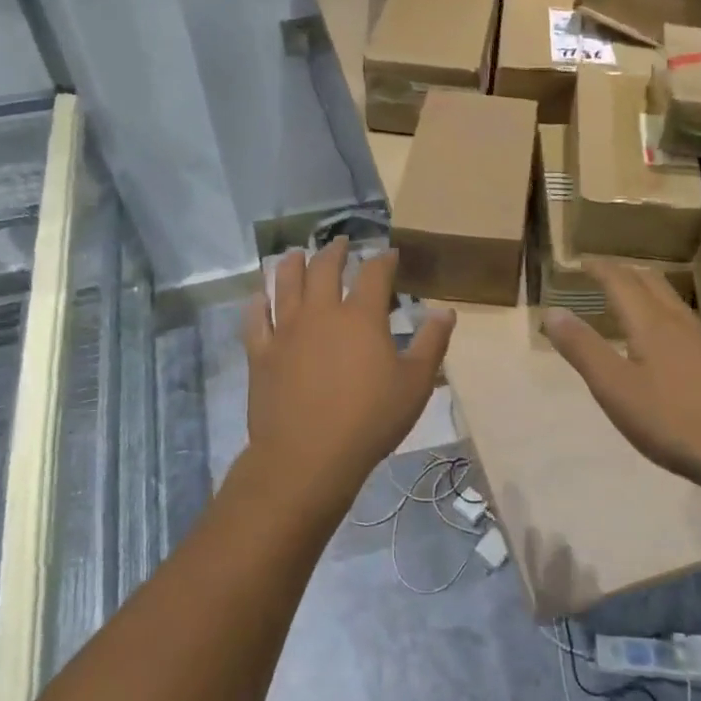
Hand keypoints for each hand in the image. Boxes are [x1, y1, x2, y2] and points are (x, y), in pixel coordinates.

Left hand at [239, 238, 454, 511]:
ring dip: (292, 265)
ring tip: (296, 254)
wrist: (308, 456)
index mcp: (360, 316)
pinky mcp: (260, 354)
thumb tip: (446, 310)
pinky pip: (255, 319)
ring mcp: (285, 331)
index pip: (374, 273)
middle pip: (324, 268)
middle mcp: (320, 312)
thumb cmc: (370, 419)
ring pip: (285, 284)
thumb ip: (431, 342)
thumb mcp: (415, 383)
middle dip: (334, 251)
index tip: (389, 253)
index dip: (383, 259)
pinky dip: (257, 304)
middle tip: (340, 243)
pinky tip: (258, 297)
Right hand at [542, 259, 700, 488]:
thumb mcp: (614, 387)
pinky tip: (661, 338)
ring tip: (627, 298)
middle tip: (602, 274)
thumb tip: (552, 312)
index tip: (580, 261)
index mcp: (651, 322)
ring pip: (670, 299)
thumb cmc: (671, 419)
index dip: (599, 268)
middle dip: (624, 272)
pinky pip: (682, 320)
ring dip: (645, 290)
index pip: (621, 281)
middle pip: (651, 282)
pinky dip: (661, 311)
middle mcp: (679, 322)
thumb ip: (582, 348)